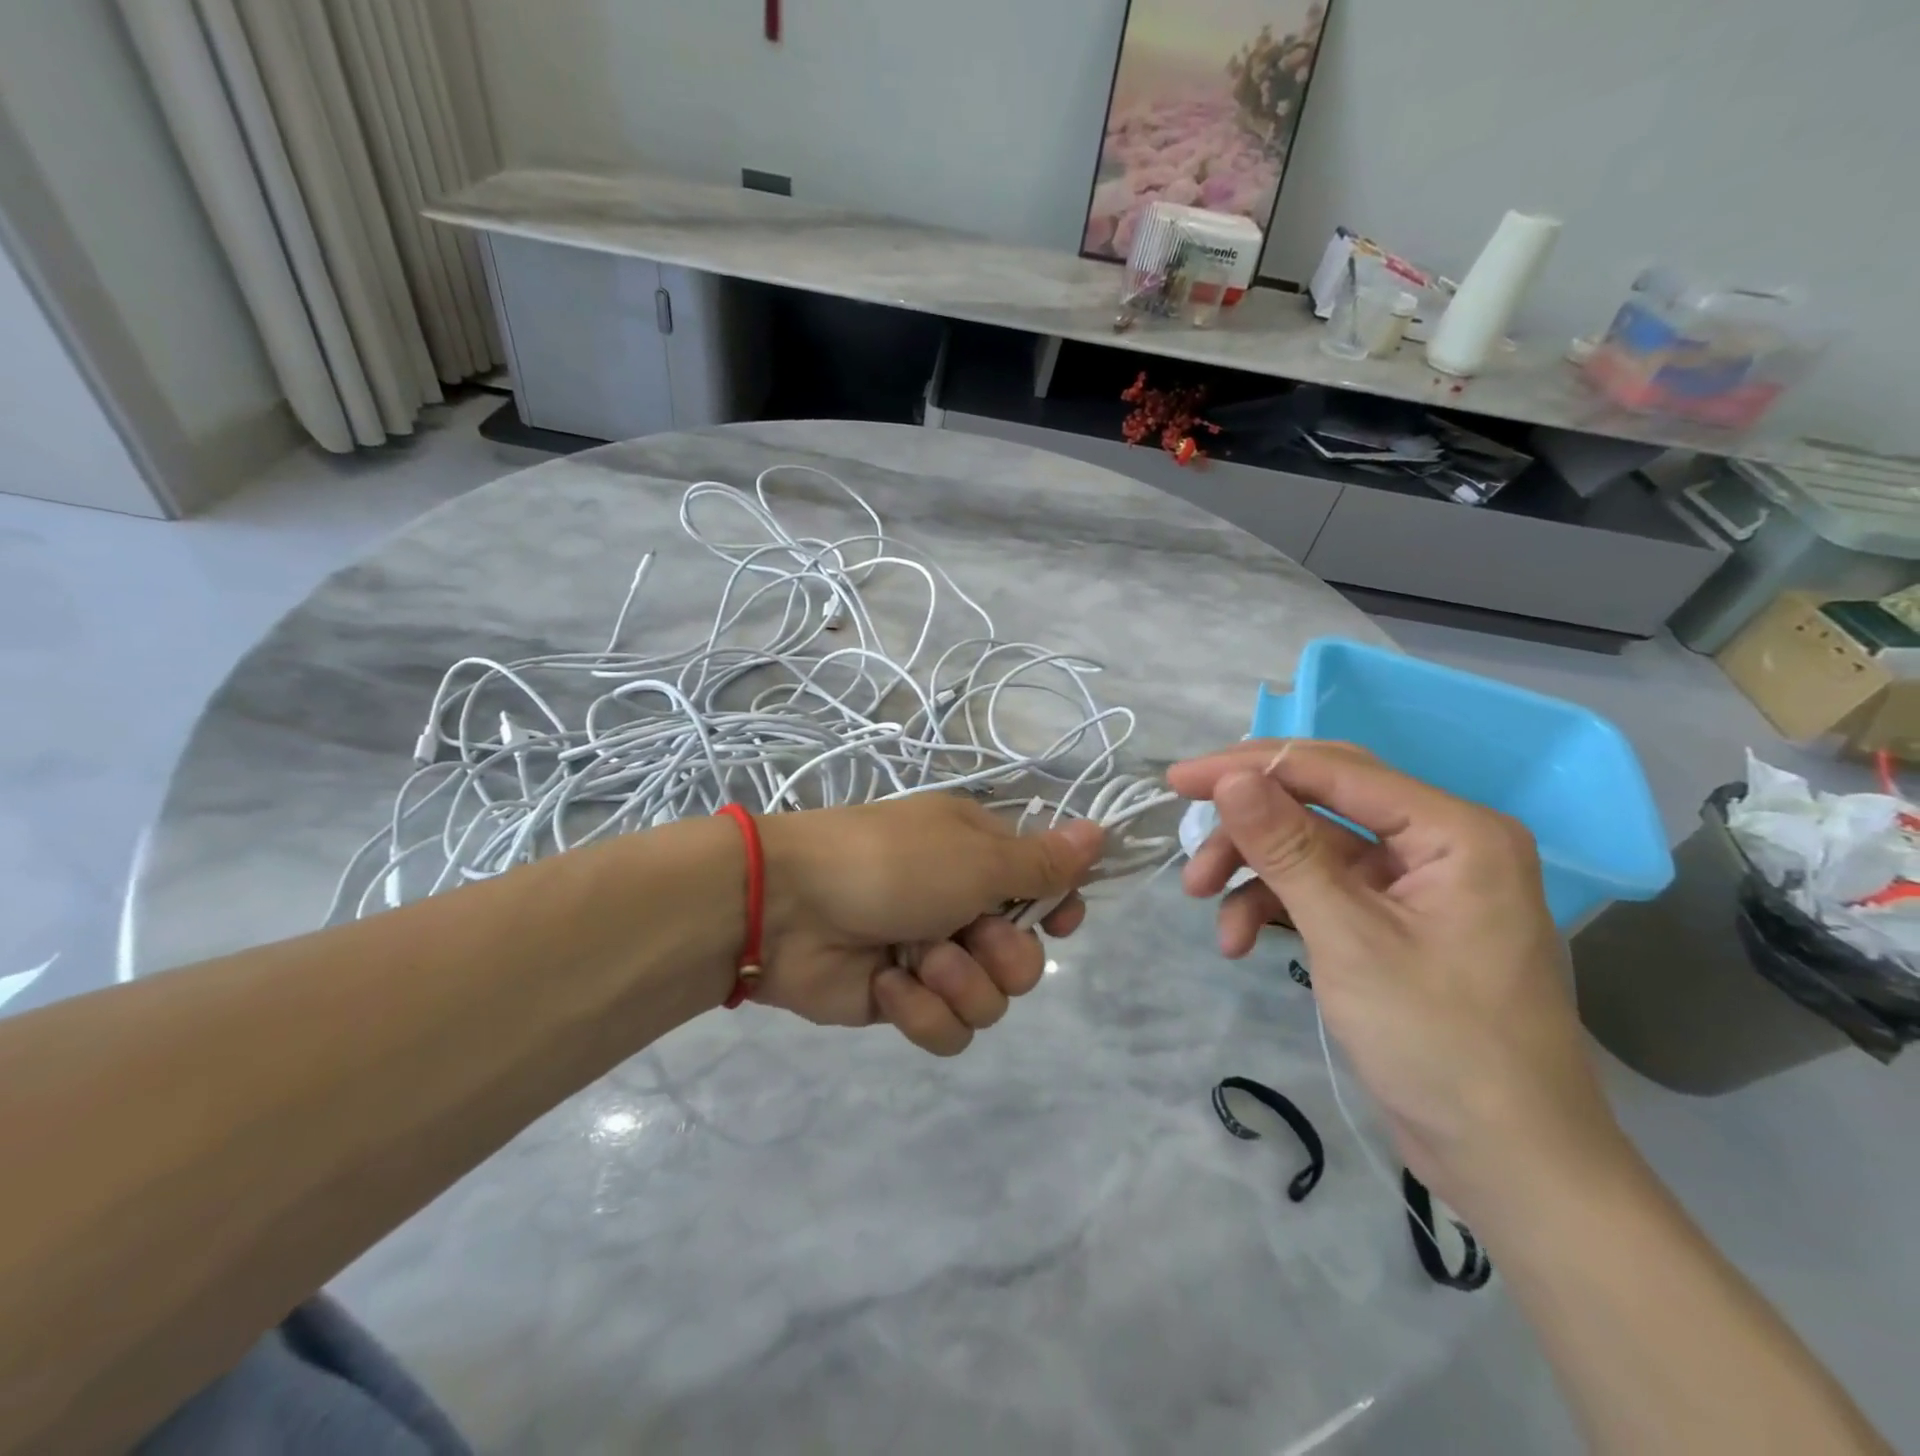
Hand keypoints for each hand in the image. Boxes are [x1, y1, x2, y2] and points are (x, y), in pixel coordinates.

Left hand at [754, 796, 1104, 1055]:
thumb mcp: (976, 855)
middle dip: (1003, 957)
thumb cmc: (891, 863)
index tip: (1062, 920)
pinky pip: (947, 1030)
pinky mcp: (903, 1002)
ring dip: (957, 983)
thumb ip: (1042, 861)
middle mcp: (963, 906)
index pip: (1046, 888)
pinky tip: (886, 984)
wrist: (788, 906)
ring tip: (916, 959)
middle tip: (969, 934)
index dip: (1060, 909)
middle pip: (1027, 959)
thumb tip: (1102, 832)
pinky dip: (919, 1010)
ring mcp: (933, 957)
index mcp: (981, 858)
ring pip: (991, 1002)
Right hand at [1168, 741, 1627, 1221]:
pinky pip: (1321, 889)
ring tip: (1202, 902)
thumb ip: (1286, 849)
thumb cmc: (1440, 1044)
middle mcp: (1437, 842)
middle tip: (1185, 840)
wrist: (1508, 1165)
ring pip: (1311, 845)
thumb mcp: (1348, 939)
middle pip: (1319, 801)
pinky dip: (1275, 907)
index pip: (1334, 770)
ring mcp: (1413, 883)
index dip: (1249, 768)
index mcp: (1454, 830)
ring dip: (1253, 869)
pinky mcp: (1391, 920)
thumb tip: (1229, 777)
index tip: (1178, 779)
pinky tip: (1239, 941)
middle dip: (1247, 823)